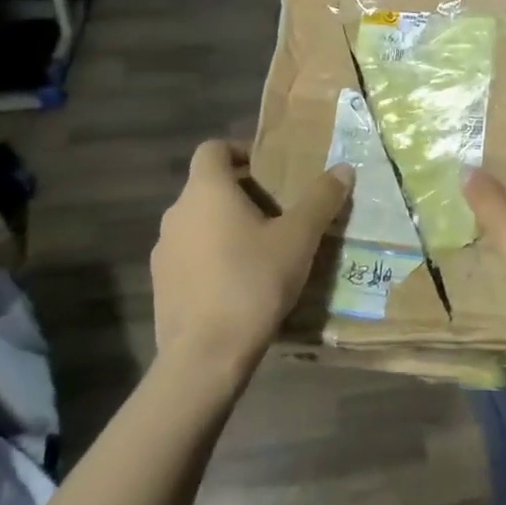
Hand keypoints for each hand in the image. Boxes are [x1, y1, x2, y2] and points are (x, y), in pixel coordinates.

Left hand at [151, 141, 351, 383]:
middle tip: (279, 212)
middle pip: (207, 187)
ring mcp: (163, 251)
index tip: (269, 169)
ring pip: (198, 224)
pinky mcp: (161, 285)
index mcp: (206, 191)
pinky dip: (212, 257)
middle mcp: (177, 213)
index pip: (213, 149)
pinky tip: (240, 284)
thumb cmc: (253, 282)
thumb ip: (321, 199)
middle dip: (242, 193)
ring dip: (226, 227)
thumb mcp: (298, 238)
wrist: (205, 355)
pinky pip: (190, 256)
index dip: (240, 150)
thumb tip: (344, 168)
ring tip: (263, 250)